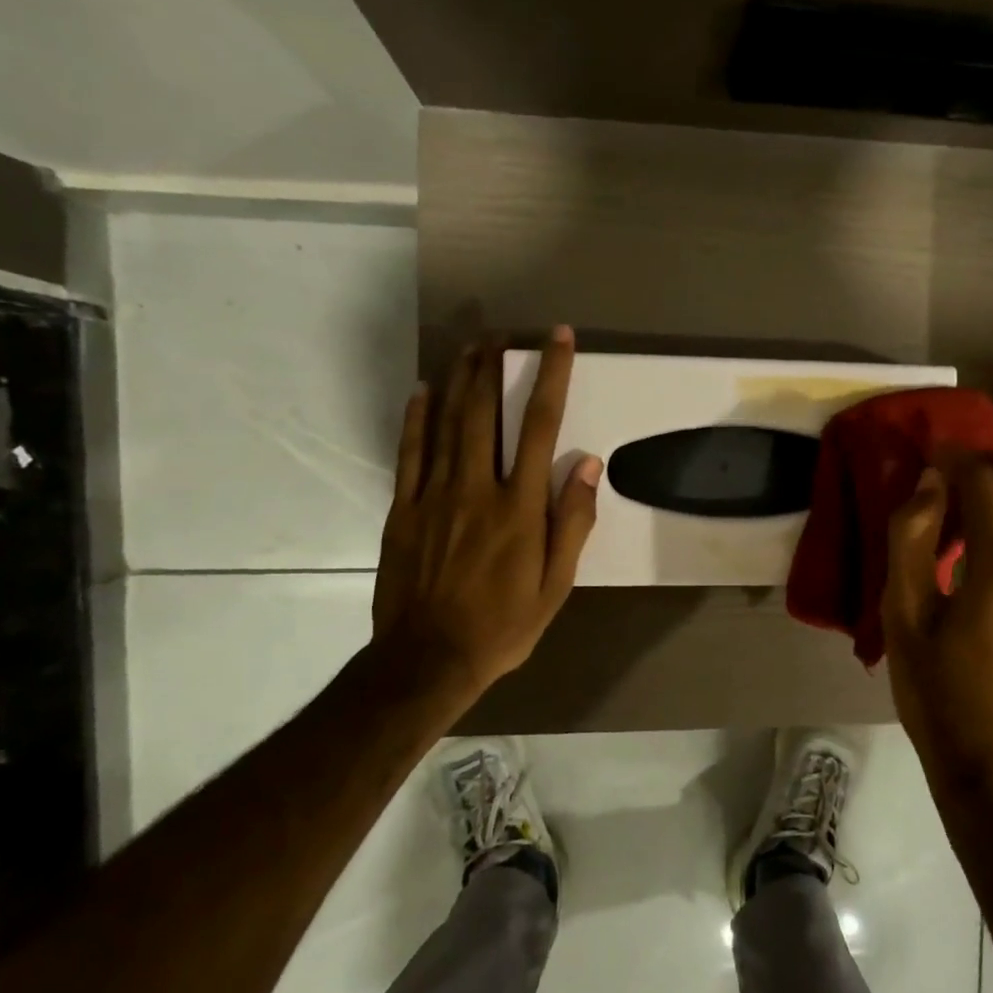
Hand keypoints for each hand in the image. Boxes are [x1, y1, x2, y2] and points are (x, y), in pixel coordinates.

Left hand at [369, 329, 599, 709]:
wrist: (428, 659)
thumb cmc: (503, 625)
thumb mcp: (556, 584)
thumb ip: (572, 522)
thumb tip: (588, 465)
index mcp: (519, 506)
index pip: (542, 426)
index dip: (552, 376)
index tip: (558, 339)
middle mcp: (477, 488)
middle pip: (485, 412)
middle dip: (495, 366)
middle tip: (501, 333)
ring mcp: (434, 495)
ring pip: (447, 423)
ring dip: (460, 380)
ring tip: (470, 347)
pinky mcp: (404, 509)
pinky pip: (410, 452)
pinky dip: (416, 418)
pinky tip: (422, 391)